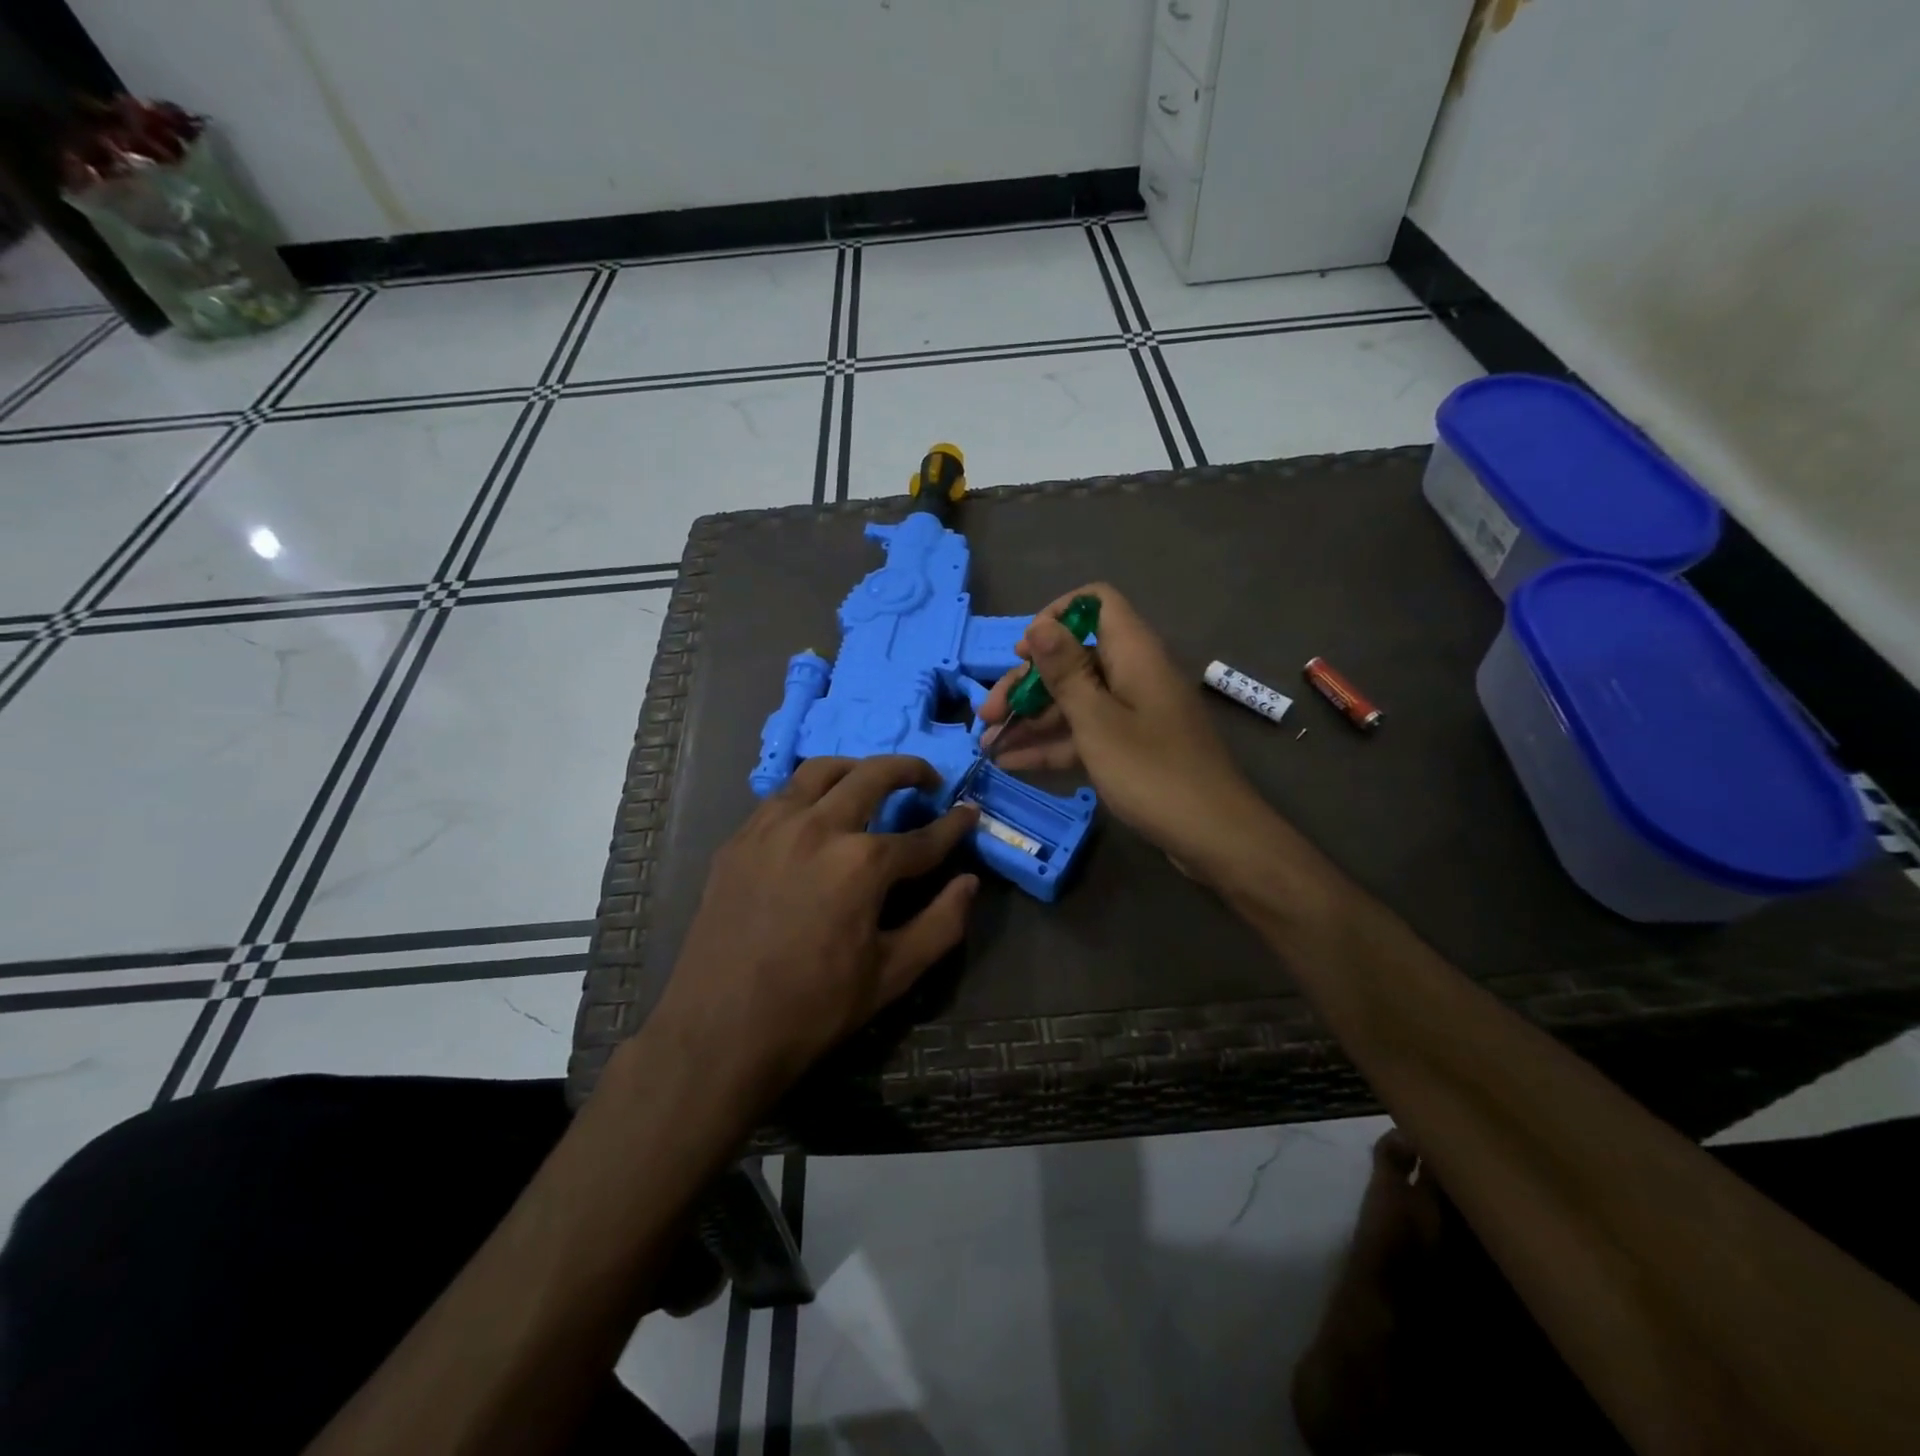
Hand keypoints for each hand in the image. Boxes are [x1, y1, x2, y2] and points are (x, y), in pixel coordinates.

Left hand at [650, 756, 978, 1098]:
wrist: (719, 1031)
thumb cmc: (814, 1007)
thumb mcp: (893, 974)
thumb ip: (941, 923)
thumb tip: (970, 882)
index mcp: (862, 863)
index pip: (923, 836)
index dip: (953, 826)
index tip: (970, 813)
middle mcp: (818, 828)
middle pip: (872, 776)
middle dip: (909, 770)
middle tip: (927, 779)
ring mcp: (771, 827)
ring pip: (820, 771)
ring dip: (855, 768)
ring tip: (870, 781)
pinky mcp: (739, 840)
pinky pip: (781, 796)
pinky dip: (810, 792)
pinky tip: (816, 814)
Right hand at [979, 583, 1263, 875]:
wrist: (1214, 836)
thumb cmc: (1152, 772)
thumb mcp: (1097, 721)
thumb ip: (1065, 672)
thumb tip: (1039, 624)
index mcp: (1133, 654)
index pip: (1095, 604)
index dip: (1056, 617)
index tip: (1024, 653)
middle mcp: (1133, 674)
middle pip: (1074, 659)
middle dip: (1027, 684)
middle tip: (987, 713)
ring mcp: (1133, 713)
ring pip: (1075, 700)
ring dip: (1031, 719)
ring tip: (987, 743)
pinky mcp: (1131, 747)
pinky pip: (1086, 733)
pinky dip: (1052, 744)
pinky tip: (1012, 763)